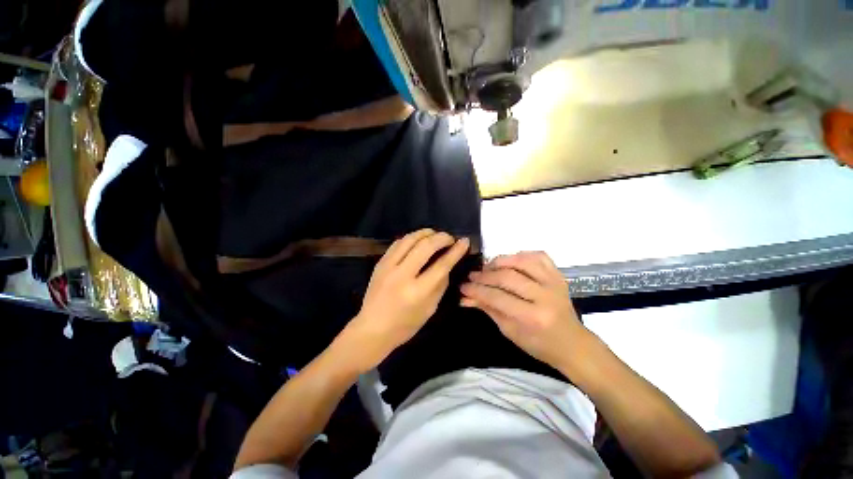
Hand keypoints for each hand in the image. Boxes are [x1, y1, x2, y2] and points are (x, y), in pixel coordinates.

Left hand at [346, 229, 469, 369]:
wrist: (372, 328)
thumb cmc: (405, 325)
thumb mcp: (430, 308)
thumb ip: (440, 284)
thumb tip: (447, 264)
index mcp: (417, 292)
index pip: (441, 265)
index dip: (455, 251)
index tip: (464, 241)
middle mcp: (402, 275)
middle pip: (425, 246)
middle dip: (442, 237)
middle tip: (450, 238)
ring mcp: (388, 267)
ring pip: (410, 239)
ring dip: (425, 233)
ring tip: (435, 235)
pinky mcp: (380, 263)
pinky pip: (398, 243)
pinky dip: (411, 238)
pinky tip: (418, 240)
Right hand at [460, 251, 586, 369]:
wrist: (572, 344)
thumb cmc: (538, 343)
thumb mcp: (509, 331)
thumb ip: (487, 309)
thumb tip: (465, 297)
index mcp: (532, 317)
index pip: (497, 297)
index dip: (477, 290)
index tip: (463, 286)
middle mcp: (545, 296)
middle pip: (508, 277)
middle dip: (485, 275)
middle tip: (472, 276)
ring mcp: (554, 283)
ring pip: (522, 261)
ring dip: (500, 261)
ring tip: (488, 266)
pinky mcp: (558, 275)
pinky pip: (539, 256)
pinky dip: (521, 255)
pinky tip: (511, 261)